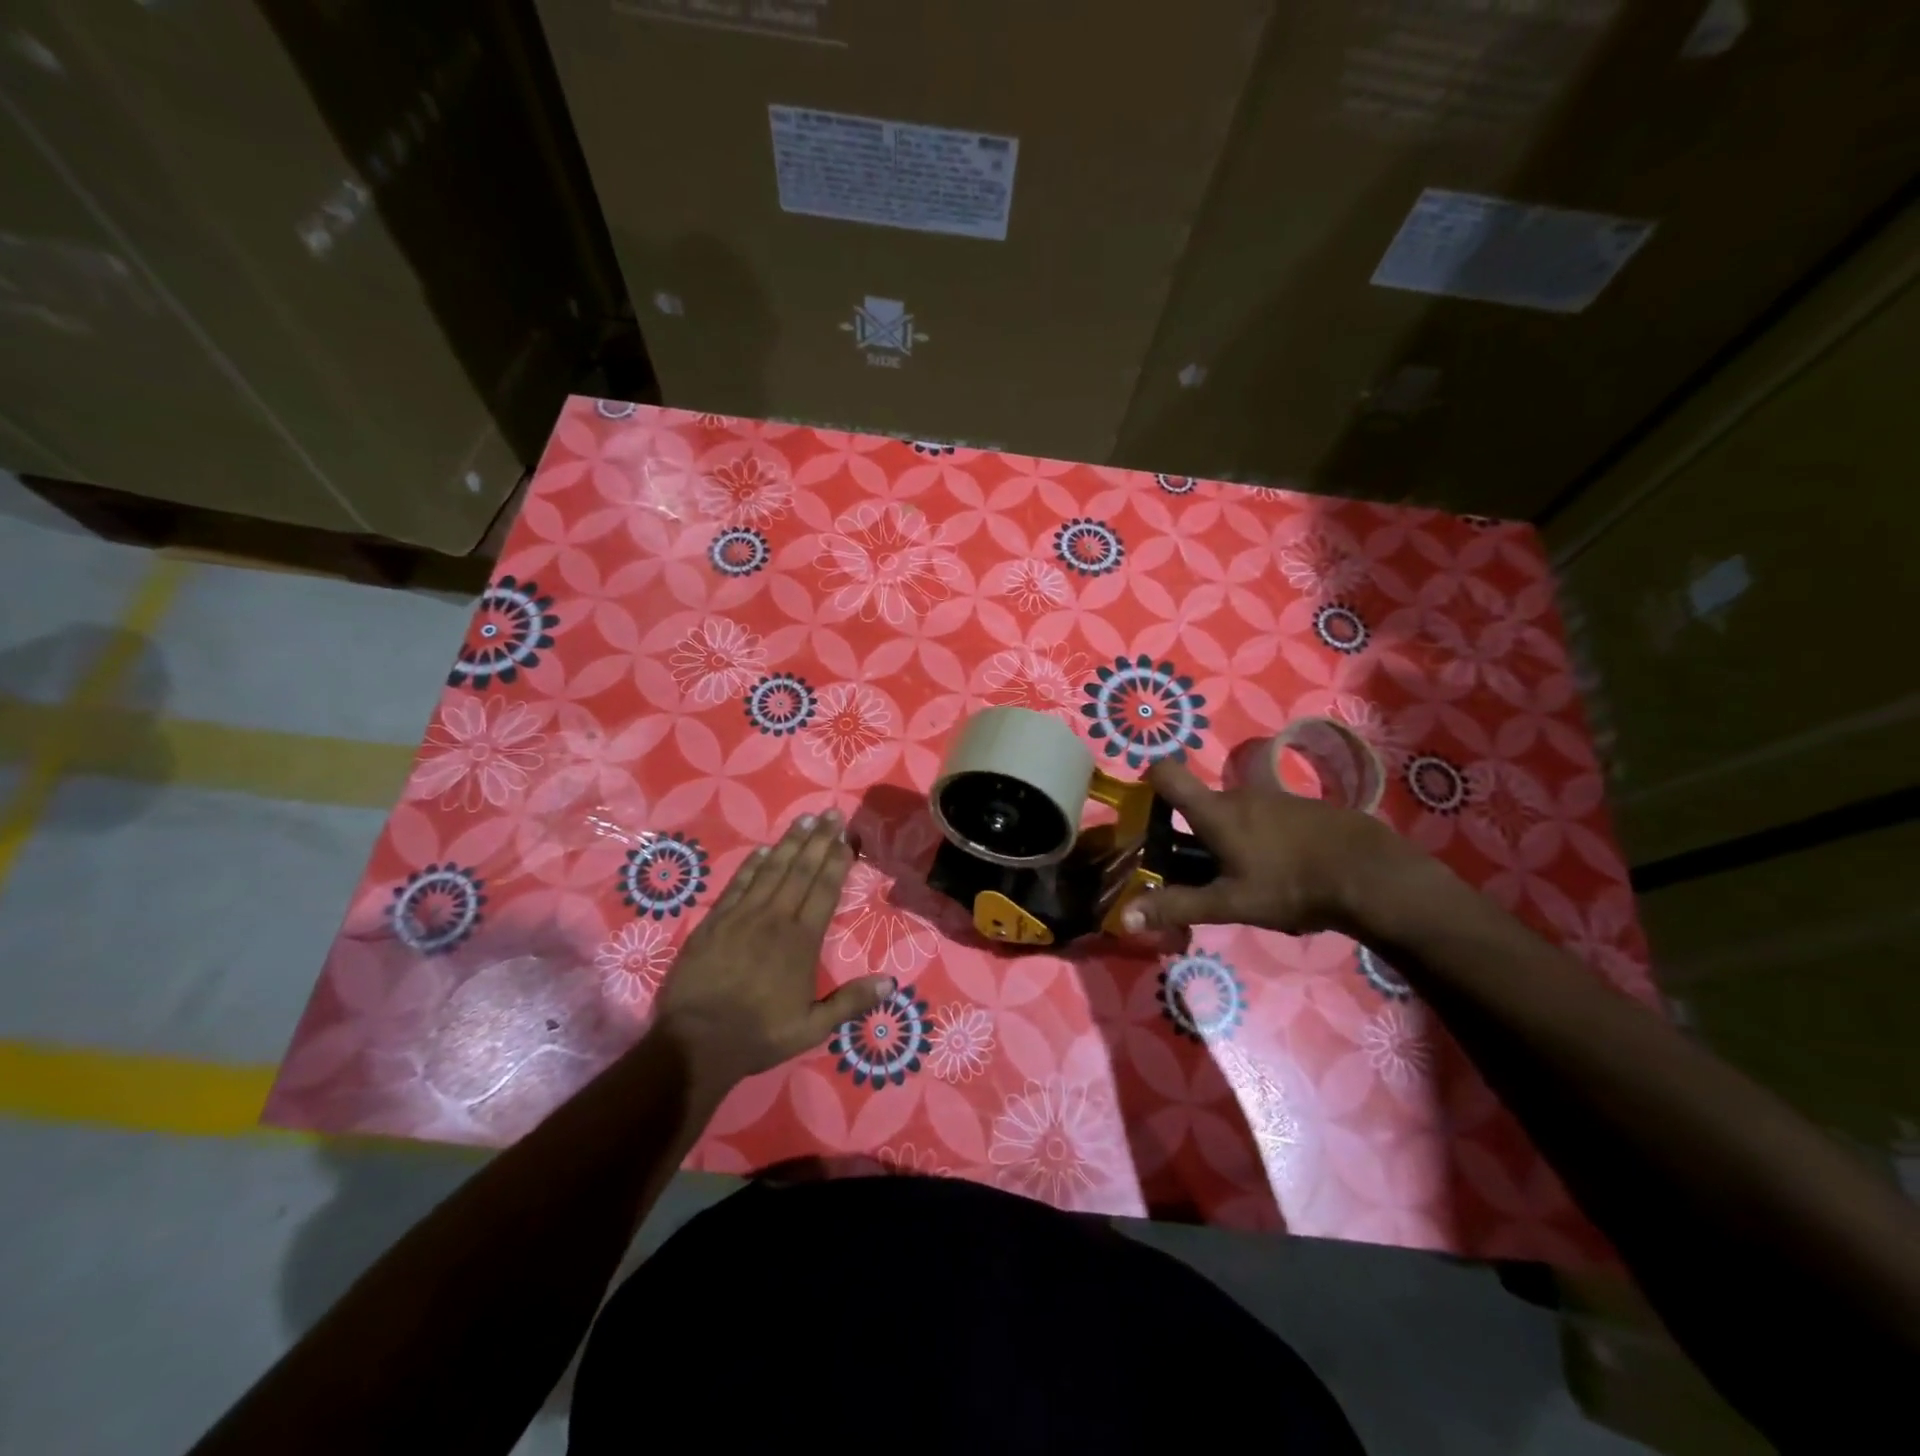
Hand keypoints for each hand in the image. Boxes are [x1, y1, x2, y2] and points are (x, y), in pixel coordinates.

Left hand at [652, 811, 892, 1100]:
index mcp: (801, 941)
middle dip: (819, 840)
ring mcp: (742, 916)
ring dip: (789, 843)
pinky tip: (762, 850)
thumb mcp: (812, 1027)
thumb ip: (851, 1002)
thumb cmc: (759, 1034)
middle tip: (831, 813)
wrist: (695, 1042)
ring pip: (771, 870)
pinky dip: (752, 865)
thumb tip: (891, 983)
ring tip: (804, 819)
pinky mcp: (714, 922)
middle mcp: (775, 919)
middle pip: (801, 870)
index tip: (847, 837)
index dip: (837, 861)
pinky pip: (738, 884)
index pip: (824, 890)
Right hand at [1119, 759, 1418, 936]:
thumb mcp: (1230, 903)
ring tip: (1243, 880)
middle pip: (1201, 805)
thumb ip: (1177, 906)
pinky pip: (1265, 819)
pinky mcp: (1302, 808)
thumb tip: (1125, 917)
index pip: (1166, 774)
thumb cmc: (1290, 885)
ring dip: (1228, 839)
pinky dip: (1260, 840)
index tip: (1146, 810)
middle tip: (1195, 872)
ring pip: (1235, 814)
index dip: (1149, 782)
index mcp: (1214, 812)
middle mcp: (1239, 795)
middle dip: (1191, 833)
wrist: (1372, 874)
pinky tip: (1281, 873)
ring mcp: (1274, 798)